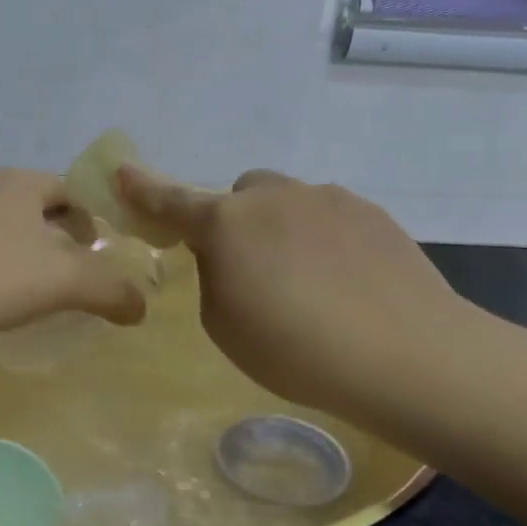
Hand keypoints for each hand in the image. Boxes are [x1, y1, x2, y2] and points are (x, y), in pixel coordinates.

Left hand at [0, 169, 147, 334]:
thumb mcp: (62, 284)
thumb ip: (109, 290)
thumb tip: (142, 306)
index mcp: (20, 183)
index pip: (69, 191)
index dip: (88, 220)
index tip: (93, 253)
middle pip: (31, 205)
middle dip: (51, 234)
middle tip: (62, 271)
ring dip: (12, 245)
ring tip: (19, 283)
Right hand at [116, 166, 470, 422]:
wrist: (404, 353)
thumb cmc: (295, 349)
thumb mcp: (225, 325)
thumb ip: (214, 277)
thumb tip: (232, 257)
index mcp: (227, 224)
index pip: (172, 201)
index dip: (143, 189)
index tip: (122, 172)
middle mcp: (274, 197)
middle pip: (241, 196)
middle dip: (238, 223)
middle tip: (255, 273)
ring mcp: (327, 198)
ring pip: (289, 204)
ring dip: (285, 233)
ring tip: (313, 288)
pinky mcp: (371, 212)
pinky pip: (330, 218)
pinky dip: (325, 242)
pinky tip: (348, 285)